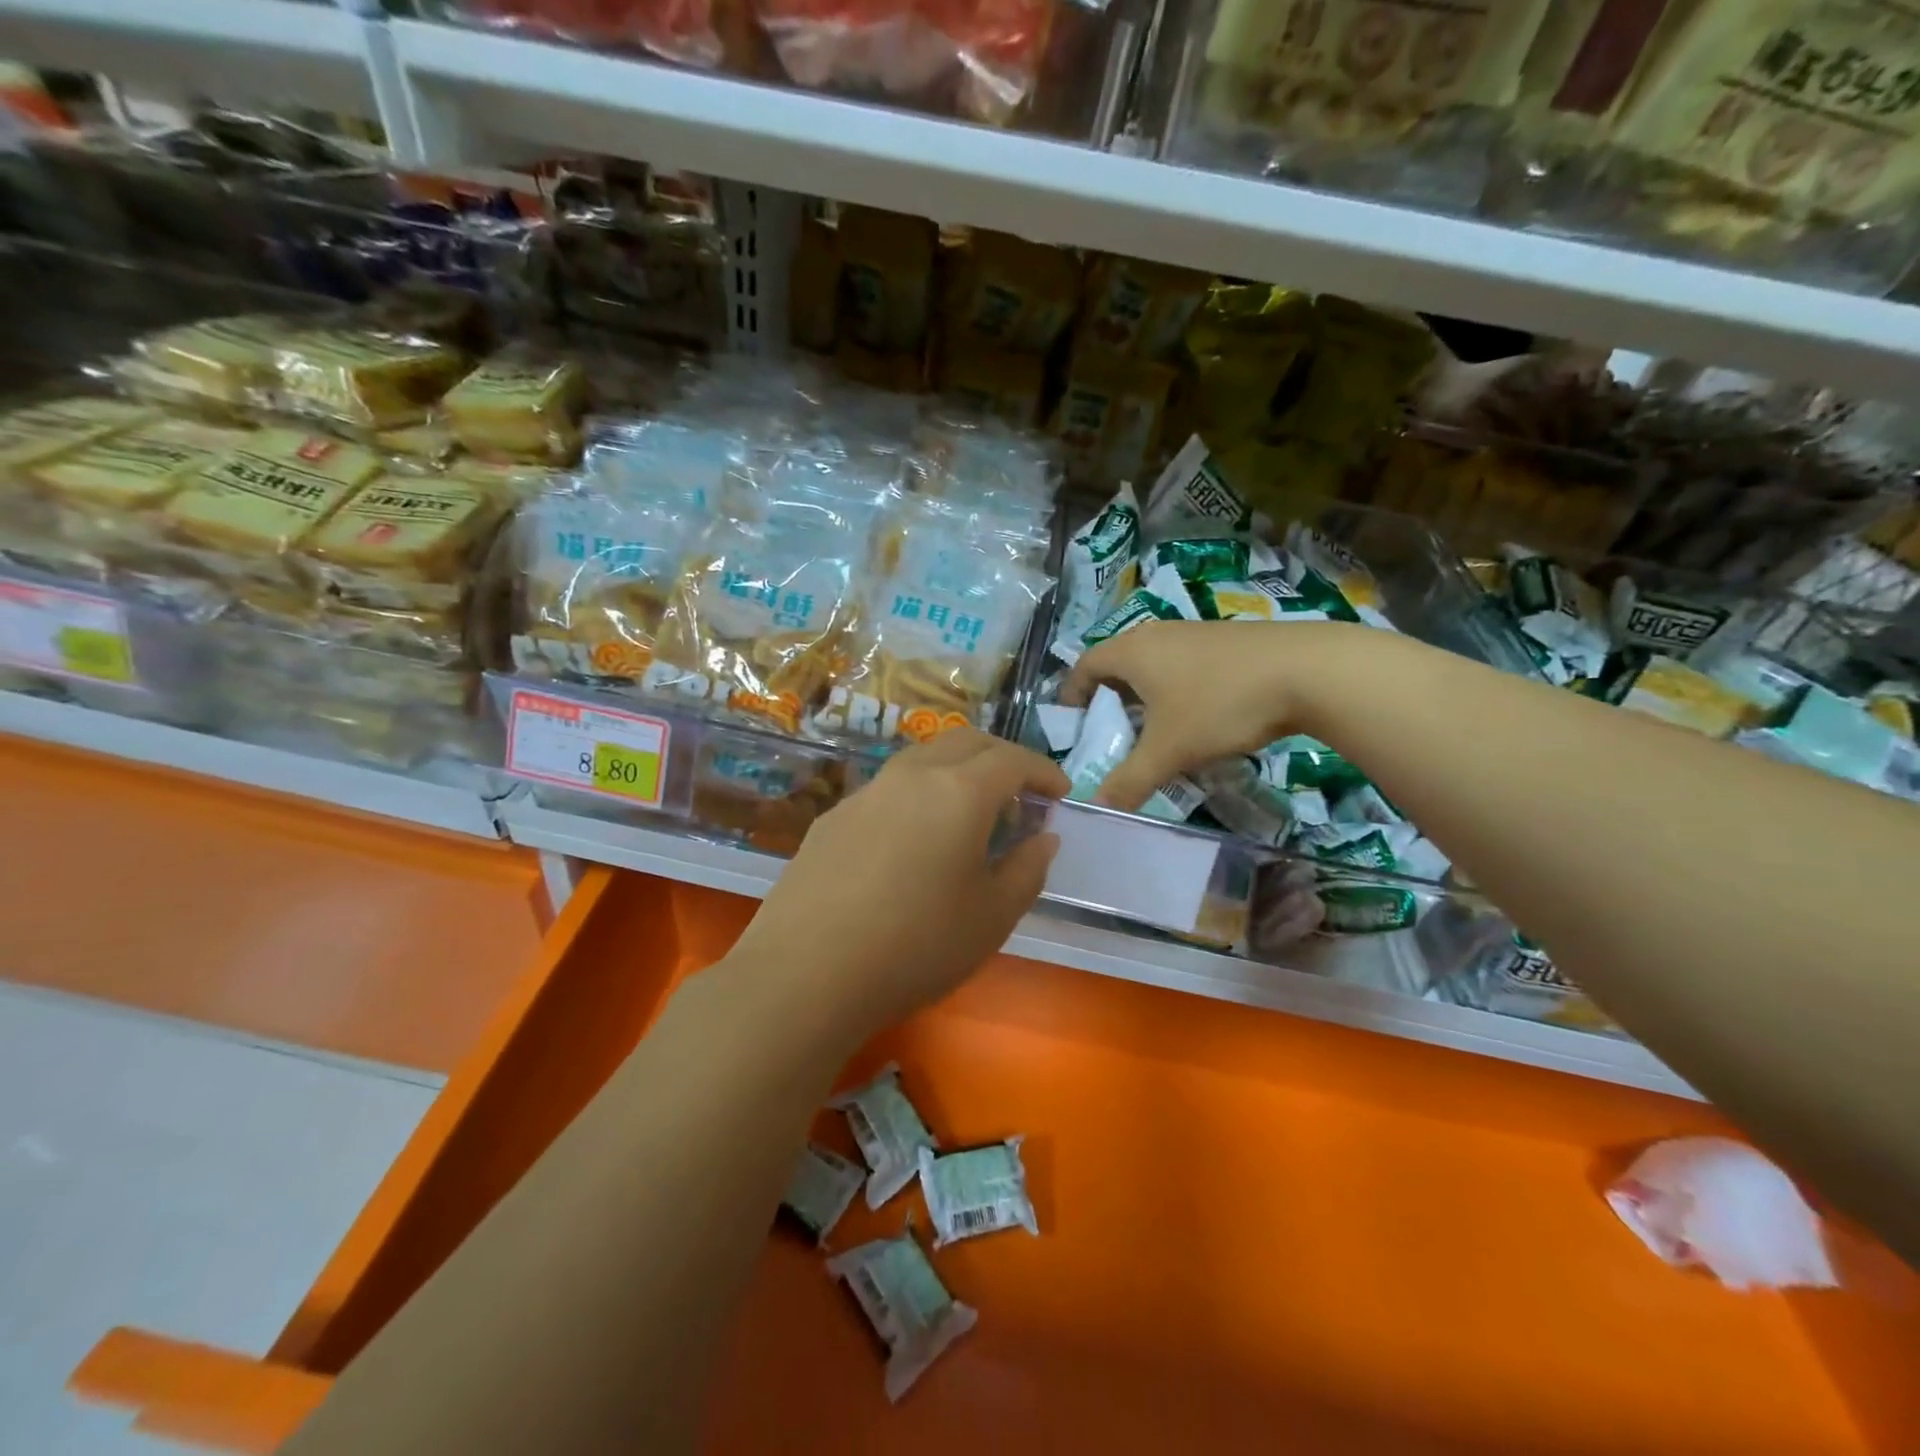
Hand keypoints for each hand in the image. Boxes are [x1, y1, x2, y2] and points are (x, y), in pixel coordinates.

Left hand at [731, 728, 1066, 1041]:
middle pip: (966, 741)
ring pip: (923, 759)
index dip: (1043, 771)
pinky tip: (913, 841)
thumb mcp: (992, 918)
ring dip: (957, 772)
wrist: (806, 972)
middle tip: (1020, 793)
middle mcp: (911, 776)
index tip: (1060, 793)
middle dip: (1002, 757)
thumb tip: (1043, 838)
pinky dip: (918, 795)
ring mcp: (866, 792)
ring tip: (969, 814)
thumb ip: (1027, 870)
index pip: (1012, 759)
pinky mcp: (833, 816)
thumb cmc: (916, 946)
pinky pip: (888, 789)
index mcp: (959, 792)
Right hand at [1061, 620, 1372, 810]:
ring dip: (1145, 697)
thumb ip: (1129, 781)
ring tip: (1153, 733)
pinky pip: (1183, 665)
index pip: (1084, 666)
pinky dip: (1175, 691)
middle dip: (1108, 701)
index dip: (1072, 695)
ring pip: (1153, 666)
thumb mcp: (1169, 750)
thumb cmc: (1220, 704)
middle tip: (1111, 736)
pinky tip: (1198, 719)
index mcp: (1132, 651)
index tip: (1073, 724)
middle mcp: (1157, 634)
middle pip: (1117, 664)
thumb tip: (1097, 808)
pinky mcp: (1225, 641)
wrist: (1307, 670)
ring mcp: (1194, 633)